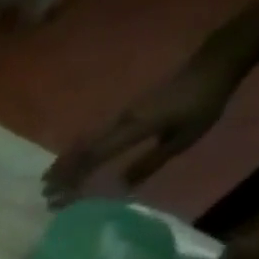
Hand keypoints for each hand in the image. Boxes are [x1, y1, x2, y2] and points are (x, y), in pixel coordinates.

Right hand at [43, 53, 243, 203]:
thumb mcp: (183, 137)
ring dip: (66, 162)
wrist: (214, 62)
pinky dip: (78, 151)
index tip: (56, 197)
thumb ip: (150, 162)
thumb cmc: (203, 102)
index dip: (73, 179)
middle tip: (45, 193)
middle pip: (82, 150)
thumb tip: (120, 187)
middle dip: (62, 173)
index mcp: (132, 129)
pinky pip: (94, 135)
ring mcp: (120, 115)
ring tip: (50, 178)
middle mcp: (119, 122)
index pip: (93, 158)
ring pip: (84, 142)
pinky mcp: (125, 112)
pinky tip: (73, 159)